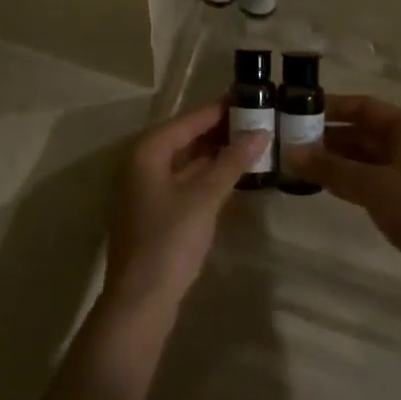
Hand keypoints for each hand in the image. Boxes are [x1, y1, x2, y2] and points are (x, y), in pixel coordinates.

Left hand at [103, 102, 265, 315]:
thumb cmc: (170, 241)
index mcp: (147, 151)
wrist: (140, 302)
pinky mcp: (152, 212)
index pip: (189, 120)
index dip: (219, 109)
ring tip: (248, 143)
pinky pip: (182, 180)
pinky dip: (204, 174)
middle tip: (255, 120)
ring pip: (184, 160)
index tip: (249, 97)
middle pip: (184, 137)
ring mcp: (144, 190)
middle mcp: (141, 163)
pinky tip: (229, 176)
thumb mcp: (204, 197)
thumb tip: (261, 131)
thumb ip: (232, 162)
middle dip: (218, 130)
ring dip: (213, 153)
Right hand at [282, 97, 400, 273]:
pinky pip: (373, 178)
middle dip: (329, 137)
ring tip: (300, 165)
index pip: (363, 106)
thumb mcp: (371, 185)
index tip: (297, 111)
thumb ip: (330, 167)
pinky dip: (350, 179)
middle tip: (291, 143)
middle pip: (364, 131)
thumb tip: (289, 152)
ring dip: (336, 160)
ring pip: (367, 157)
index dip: (331, 108)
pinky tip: (325, 185)